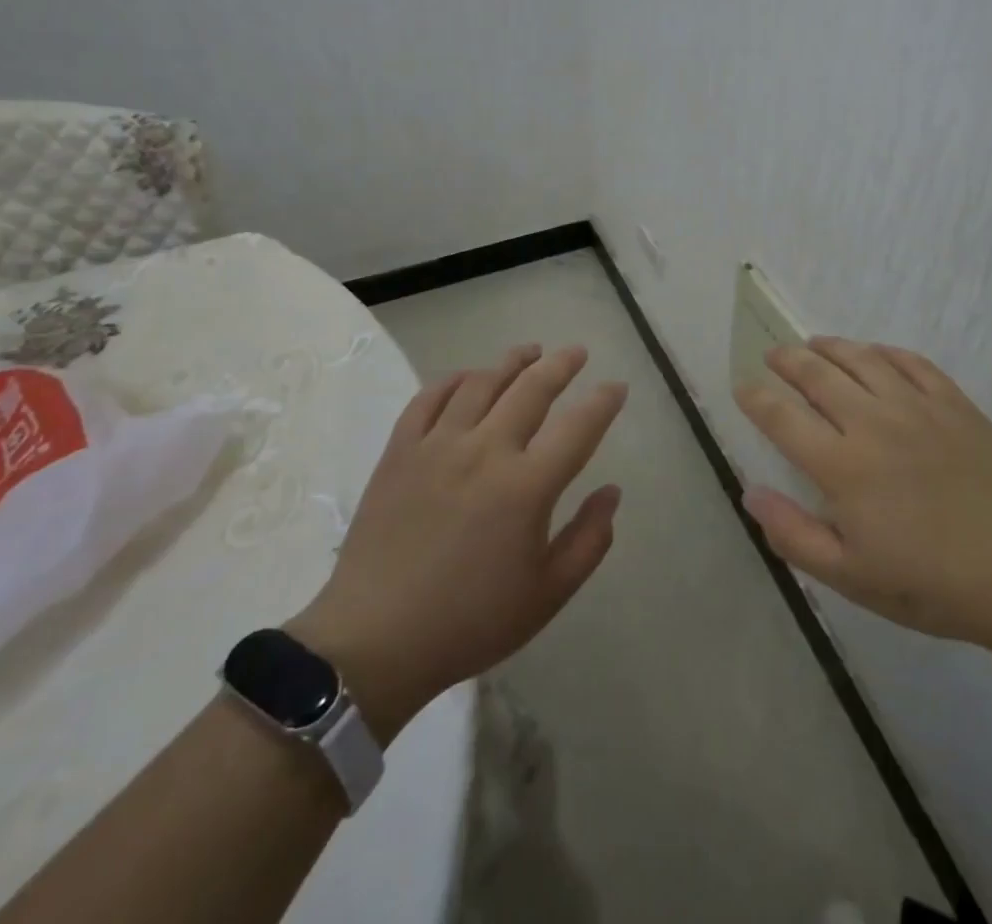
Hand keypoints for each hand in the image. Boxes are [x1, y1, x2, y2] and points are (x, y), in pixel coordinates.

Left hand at [289, 345, 625, 743]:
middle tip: (577, 352)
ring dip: (511, 362)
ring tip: (529, 352)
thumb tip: (612, 491)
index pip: (578, 427)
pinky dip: (453, 380)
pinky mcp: (400, 451)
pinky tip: (468, 377)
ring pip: (481, 383)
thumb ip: (589, 540)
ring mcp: (438, 445)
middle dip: (561, 364)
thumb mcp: (547, 594)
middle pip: (531, 388)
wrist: (375, 640)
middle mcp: (485, 451)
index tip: (616, 386)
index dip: (603, 402)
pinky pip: (429, 398)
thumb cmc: (470, 621)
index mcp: (527, 486)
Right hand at [735, 337, 991, 650]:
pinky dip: (884, 352)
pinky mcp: (954, 403)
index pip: (782, 417)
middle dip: (787, 360)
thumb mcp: (851, 578)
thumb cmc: (932, 583)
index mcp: (842, 466)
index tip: (742, 387)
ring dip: (831, 346)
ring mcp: (916, 407)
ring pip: (862, 358)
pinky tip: (875, 354)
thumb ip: (794, 535)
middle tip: (773, 356)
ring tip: (814, 344)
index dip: (756, 398)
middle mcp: (873, 423)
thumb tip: (750, 493)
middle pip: (817, 375)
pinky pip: (911, 362)